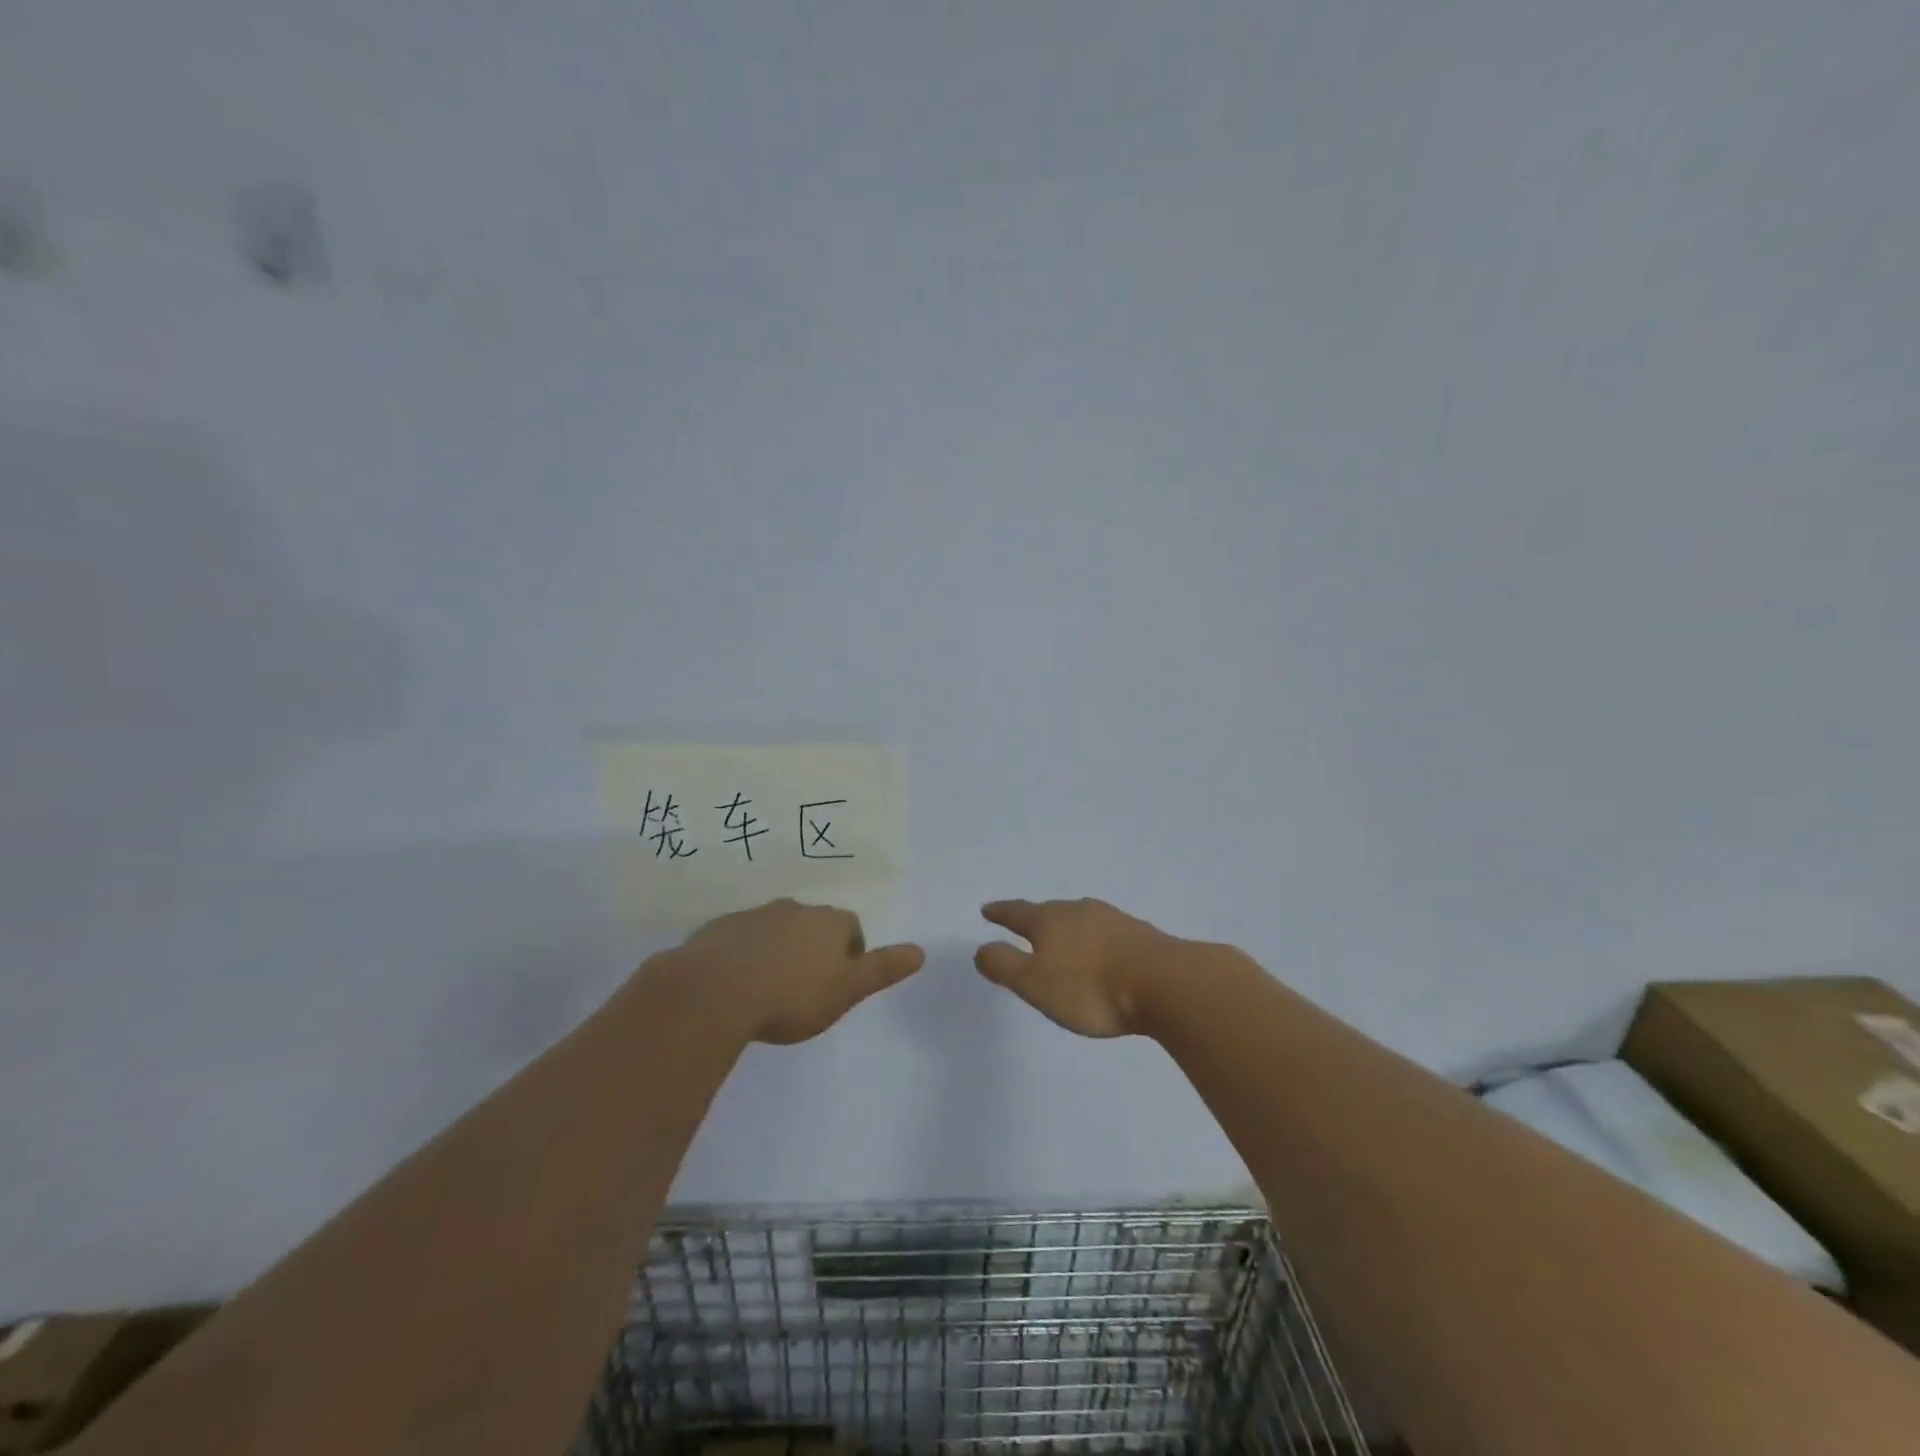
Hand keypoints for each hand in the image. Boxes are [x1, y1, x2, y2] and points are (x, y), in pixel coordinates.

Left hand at [666, 898, 924, 1044]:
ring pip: (776, 929)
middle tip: (806, 986)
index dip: (851, 953)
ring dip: (779, 949)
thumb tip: (920, 951)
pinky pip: (741, 939)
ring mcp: (754, 916)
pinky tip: (738, 985)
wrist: (715, 991)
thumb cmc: (792, 995)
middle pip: (813, 924)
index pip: (851, 927)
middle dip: (814, 948)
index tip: (839, 982)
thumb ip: (882, 969)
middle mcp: (794, 909)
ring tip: (771, 987)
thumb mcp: (847, 990)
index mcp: (828, 922)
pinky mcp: (719, 929)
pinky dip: (746, 955)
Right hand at [973, 898, 1178, 1037]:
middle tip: (1023, 922)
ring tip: (1061, 936)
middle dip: (1034, 917)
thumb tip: (981, 949)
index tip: (987, 910)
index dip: (1000, 912)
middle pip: (1050, 911)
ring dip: (1066, 926)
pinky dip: (1094, 938)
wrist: (1164, 983)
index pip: (1017, 912)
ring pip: (1080, 918)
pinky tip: (1101, 950)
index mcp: (1050, 921)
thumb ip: (1005, 965)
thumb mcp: (1035, 983)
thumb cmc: (1090, 987)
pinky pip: (1105, 931)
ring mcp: (1113, 920)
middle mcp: (1079, 911)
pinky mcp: (1139, 934)